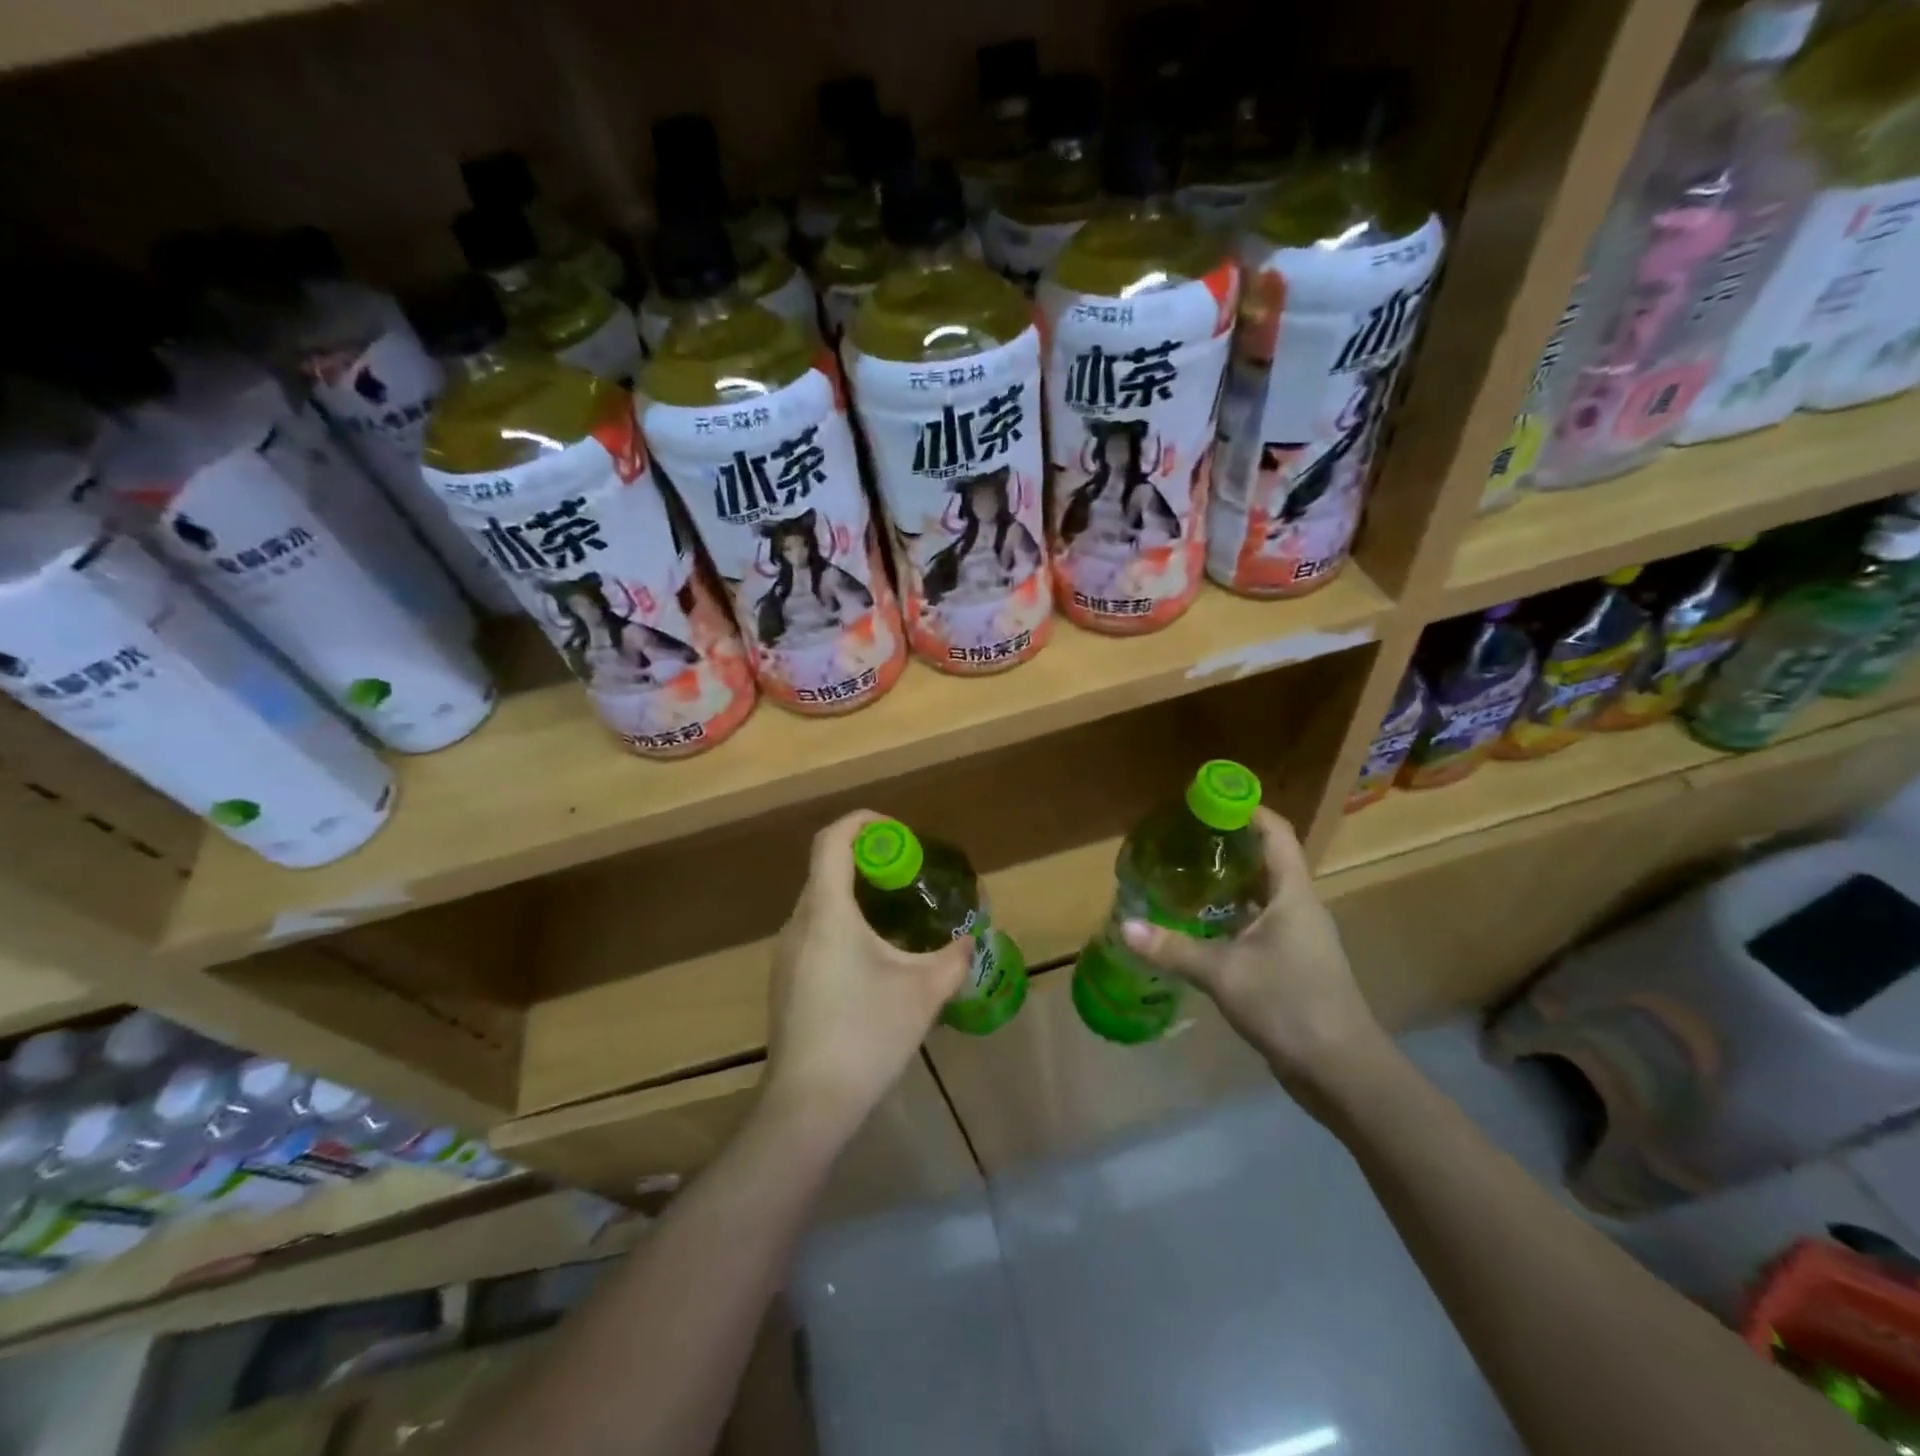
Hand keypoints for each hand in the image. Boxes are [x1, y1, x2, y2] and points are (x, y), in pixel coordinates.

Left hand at [761, 811, 970, 1139]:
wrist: (807, 1105)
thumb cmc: (866, 1036)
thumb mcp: (924, 992)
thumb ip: (953, 957)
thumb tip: (971, 938)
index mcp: (826, 912)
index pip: (833, 839)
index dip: (865, 823)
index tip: (901, 835)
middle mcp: (799, 922)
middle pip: (828, 868)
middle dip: (871, 861)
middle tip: (912, 876)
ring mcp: (786, 953)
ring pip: (822, 902)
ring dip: (859, 895)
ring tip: (900, 916)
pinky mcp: (786, 979)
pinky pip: (816, 930)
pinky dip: (846, 923)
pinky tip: (875, 959)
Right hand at [1119, 808, 1389, 1101]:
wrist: (1341, 1071)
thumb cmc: (1289, 1005)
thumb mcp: (1224, 974)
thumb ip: (1173, 948)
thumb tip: (1124, 926)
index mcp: (1292, 895)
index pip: (1276, 833)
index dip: (1246, 809)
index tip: (1209, 798)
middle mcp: (1299, 907)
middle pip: (1267, 859)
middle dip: (1229, 843)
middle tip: (1184, 836)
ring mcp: (1298, 937)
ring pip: (1261, 894)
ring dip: (1229, 881)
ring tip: (1185, 873)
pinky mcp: (1292, 963)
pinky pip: (1258, 922)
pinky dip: (1230, 914)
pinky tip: (1200, 924)